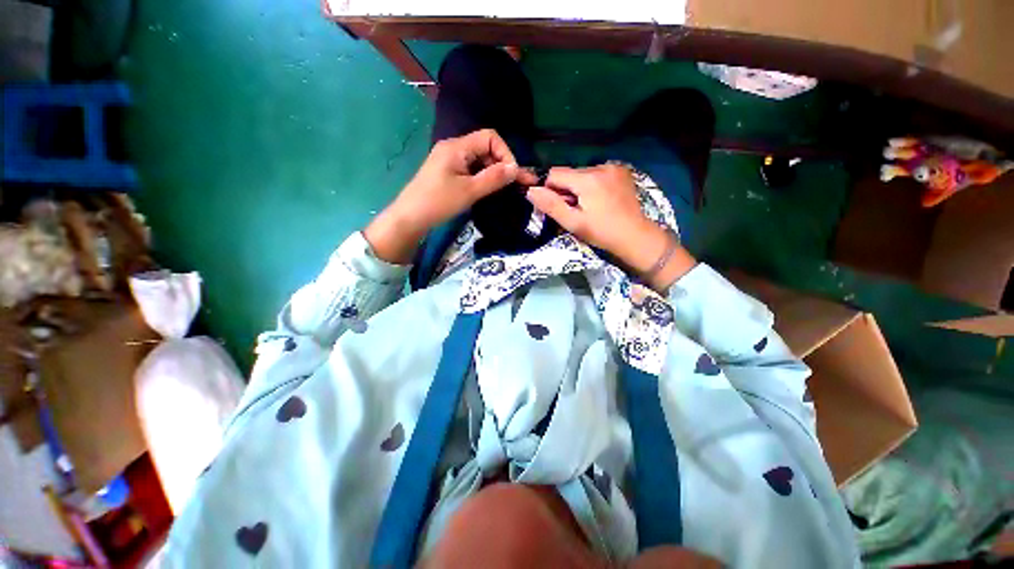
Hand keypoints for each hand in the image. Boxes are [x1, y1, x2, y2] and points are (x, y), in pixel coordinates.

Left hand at [365, 129, 535, 263]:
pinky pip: (471, 169)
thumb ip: (494, 178)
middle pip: (486, 148)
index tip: (512, 175)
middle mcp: (454, 148)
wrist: (410, 218)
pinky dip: (483, 177)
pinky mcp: (448, 172)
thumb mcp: (469, 191)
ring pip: (479, 160)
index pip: (490, 137)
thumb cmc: (439, 202)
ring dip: (494, 172)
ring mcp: (450, 160)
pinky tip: (490, 188)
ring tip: (507, 188)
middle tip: (517, 184)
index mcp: (457, 147)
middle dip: (502, 164)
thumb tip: (515, 168)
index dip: (505, 153)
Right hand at [526, 164, 695, 290]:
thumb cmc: (602, 233)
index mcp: (587, 179)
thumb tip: (530, 190)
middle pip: (569, 173)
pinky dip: (592, 185)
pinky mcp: (621, 171)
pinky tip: (600, 200)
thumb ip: (551, 205)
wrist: (635, 236)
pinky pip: (597, 174)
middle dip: (566, 189)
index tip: (560, 207)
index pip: (554, 173)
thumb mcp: (573, 223)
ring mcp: (613, 167)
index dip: (551, 189)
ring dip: (579, 188)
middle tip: (575, 210)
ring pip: (582, 173)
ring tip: (589, 206)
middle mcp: (600, 167)